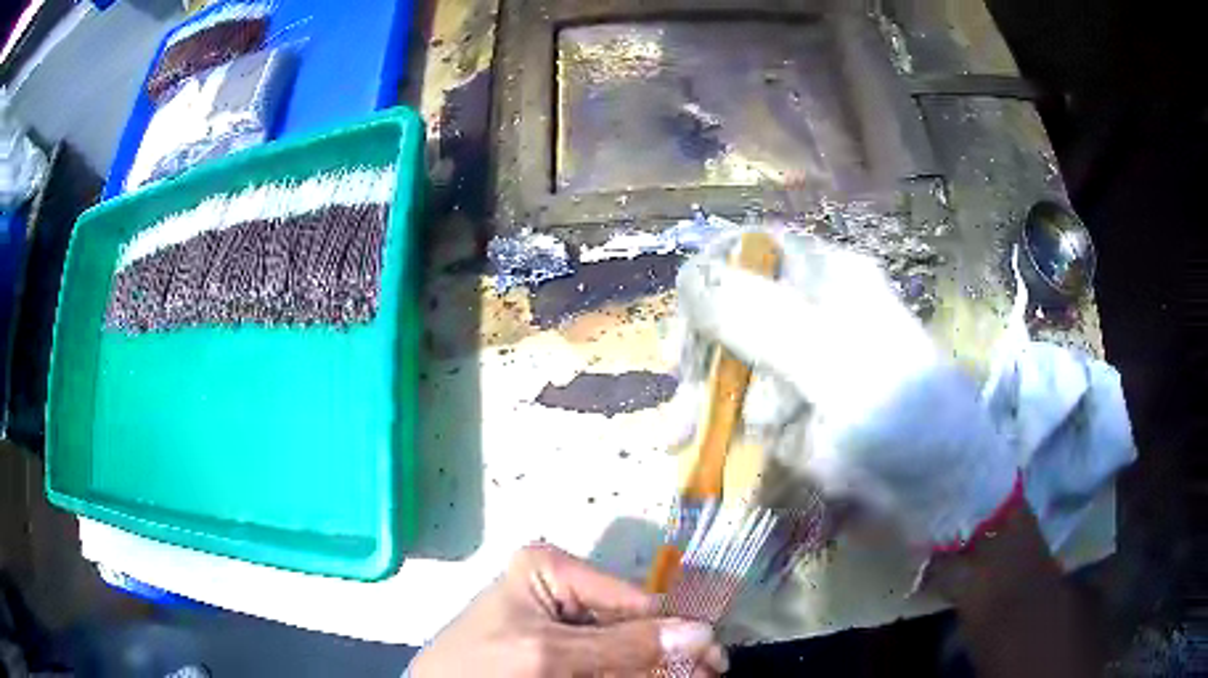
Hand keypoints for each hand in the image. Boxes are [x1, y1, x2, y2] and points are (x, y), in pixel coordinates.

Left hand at [408, 543, 728, 676]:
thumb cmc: (482, 664)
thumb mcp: (550, 653)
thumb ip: (622, 646)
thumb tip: (699, 633)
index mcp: (554, 569)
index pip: (633, 599)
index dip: (677, 629)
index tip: (715, 658)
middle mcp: (564, 588)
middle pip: (634, 623)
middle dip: (672, 650)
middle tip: (711, 674)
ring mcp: (563, 621)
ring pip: (627, 645)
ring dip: (658, 664)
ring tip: (694, 677)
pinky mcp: (562, 649)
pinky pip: (609, 659)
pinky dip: (633, 671)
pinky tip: (655, 676)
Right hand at [671, 232, 1017, 548]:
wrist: (937, 488)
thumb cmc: (902, 415)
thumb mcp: (835, 364)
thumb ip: (763, 321)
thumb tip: (687, 276)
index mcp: (823, 277)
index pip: (746, 251)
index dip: (708, 280)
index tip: (688, 327)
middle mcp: (804, 310)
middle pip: (727, 307)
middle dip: (702, 349)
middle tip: (686, 386)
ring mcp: (795, 363)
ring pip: (724, 361)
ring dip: (702, 396)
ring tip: (685, 437)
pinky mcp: (788, 407)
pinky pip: (735, 406)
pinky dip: (711, 424)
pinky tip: (688, 444)